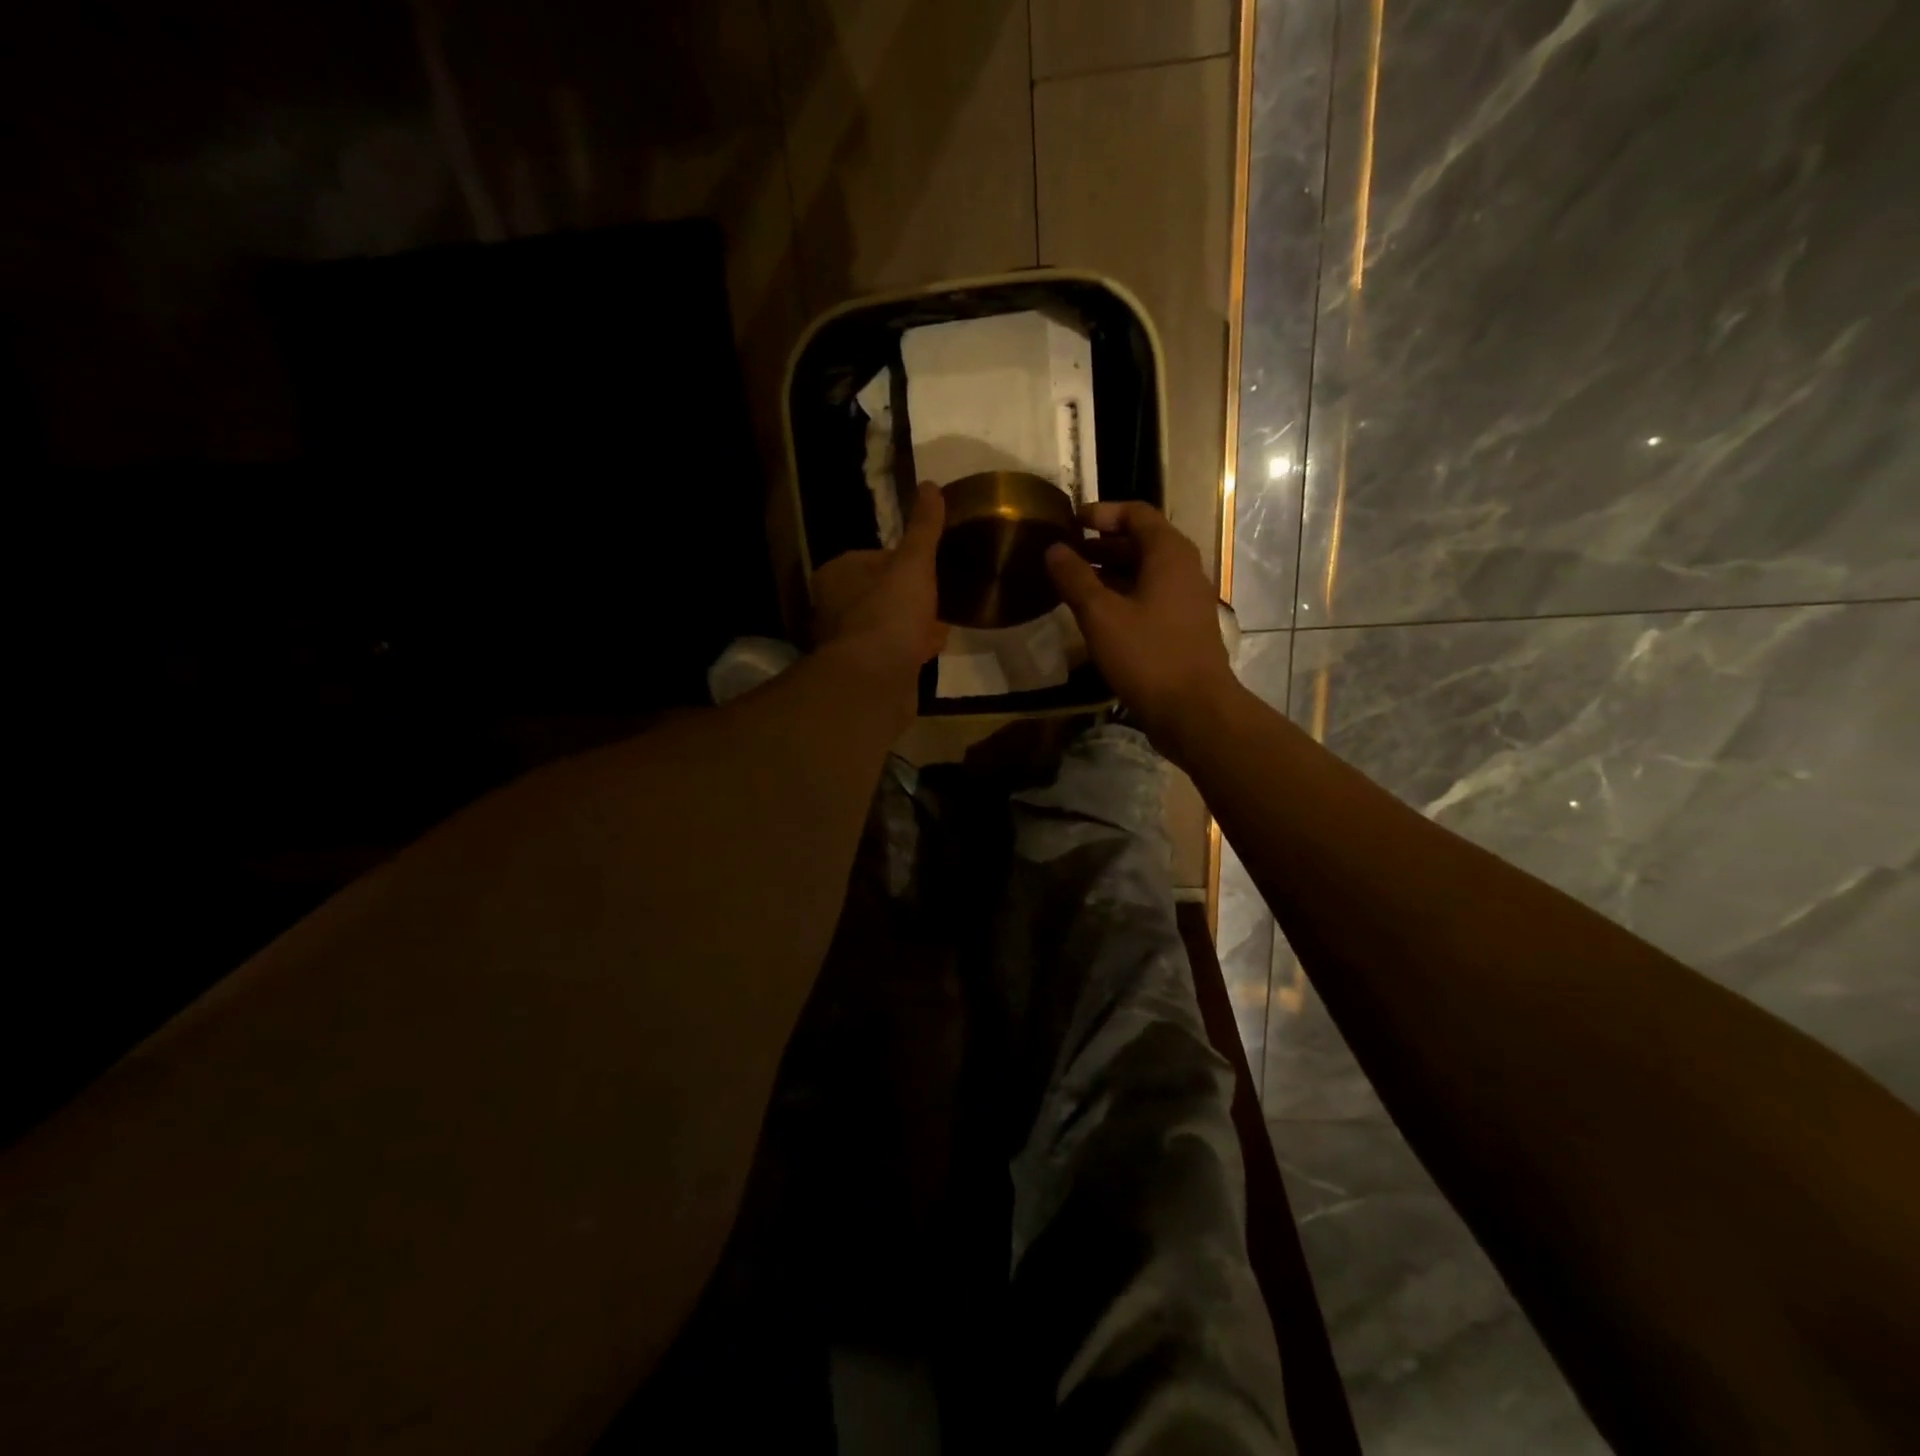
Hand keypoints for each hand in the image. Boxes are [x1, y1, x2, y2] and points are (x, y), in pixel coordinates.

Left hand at [810, 482, 947, 718]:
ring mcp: (849, 642)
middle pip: (882, 592)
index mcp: (837, 575)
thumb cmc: (890, 613)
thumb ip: (923, 529)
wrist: (876, 681)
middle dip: (911, 595)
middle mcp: (834, 607)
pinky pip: (894, 651)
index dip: (906, 562)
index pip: (876, 558)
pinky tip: (935, 648)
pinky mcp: (865, 672)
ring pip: (888, 623)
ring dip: (913, 623)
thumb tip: (931, 486)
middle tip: (941, 594)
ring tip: (943, 621)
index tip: (932, 567)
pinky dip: (913, 648)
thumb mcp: (913, 564)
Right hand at [1045, 502, 1238, 758]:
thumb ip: (1075, 578)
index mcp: (1169, 554)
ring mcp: (1186, 600)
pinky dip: (1122, 597)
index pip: (1136, 513)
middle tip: (1065, 555)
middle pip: (1141, 542)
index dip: (1102, 513)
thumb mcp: (1100, 615)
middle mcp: (1183, 569)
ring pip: (1144, 573)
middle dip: (1101, 545)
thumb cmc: (1147, 655)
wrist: (1194, 710)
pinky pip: (1149, 598)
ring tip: (1073, 585)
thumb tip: (1054, 549)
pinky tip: (1096, 617)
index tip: (1070, 522)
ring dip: (1109, 573)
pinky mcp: (1182, 627)